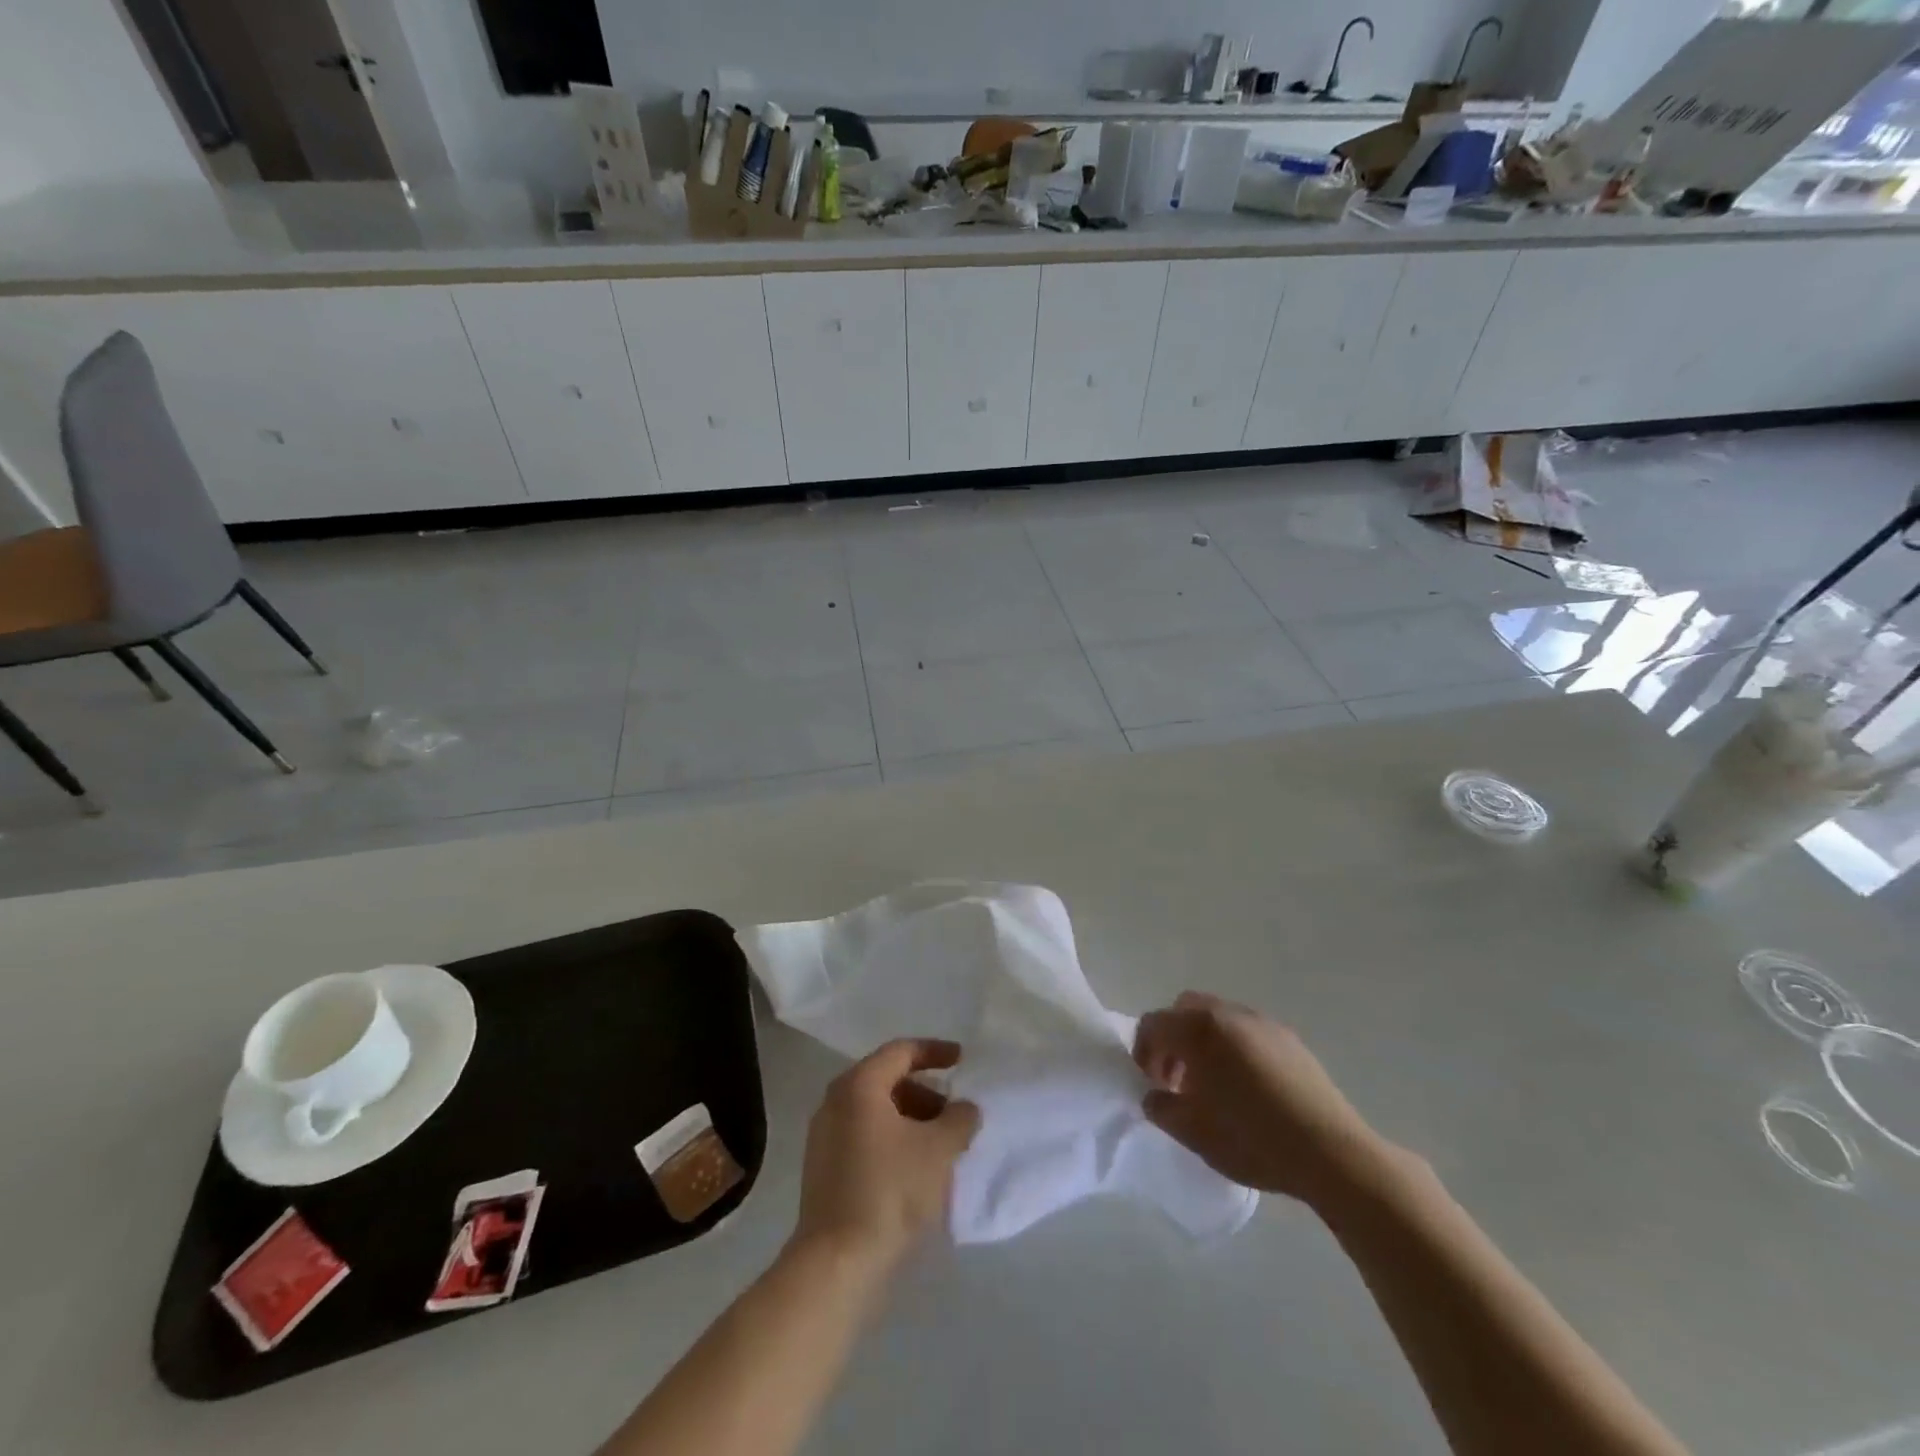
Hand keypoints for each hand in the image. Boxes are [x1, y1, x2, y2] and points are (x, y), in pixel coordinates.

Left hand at [790, 1039, 980, 1274]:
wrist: (836, 1263)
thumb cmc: (889, 1191)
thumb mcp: (938, 1150)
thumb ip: (959, 1119)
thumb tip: (965, 1108)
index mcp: (859, 1085)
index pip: (901, 1051)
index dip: (935, 1052)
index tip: (963, 1061)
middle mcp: (835, 1101)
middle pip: (887, 1080)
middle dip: (926, 1092)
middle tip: (954, 1113)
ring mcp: (824, 1135)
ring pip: (876, 1111)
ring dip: (911, 1118)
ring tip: (940, 1145)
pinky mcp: (823, 1168)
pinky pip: (864, 1136)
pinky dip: (892, 1140)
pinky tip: (915, 1168)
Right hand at [1134, 992, 1394, 1208]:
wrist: (1331, 1153)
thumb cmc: (1253, 1139)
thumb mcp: (1192, 1132)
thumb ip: (1161, 1107)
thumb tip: (1156, 1096)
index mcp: (1198, 1029)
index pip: (1153, 1025)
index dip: (1144, 1053)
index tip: (1153, 1087)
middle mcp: (1227, 1013)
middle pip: (1184, 1010)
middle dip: (1173, 1040)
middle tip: (1178, 1081)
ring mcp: (1262, 1022)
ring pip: (1217, 1018)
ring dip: (1204, 1043)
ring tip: (1214, 1087)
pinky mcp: (1289, 1038)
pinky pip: (1247, 1031)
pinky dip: (1234, 1048)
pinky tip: (1248, 1089)